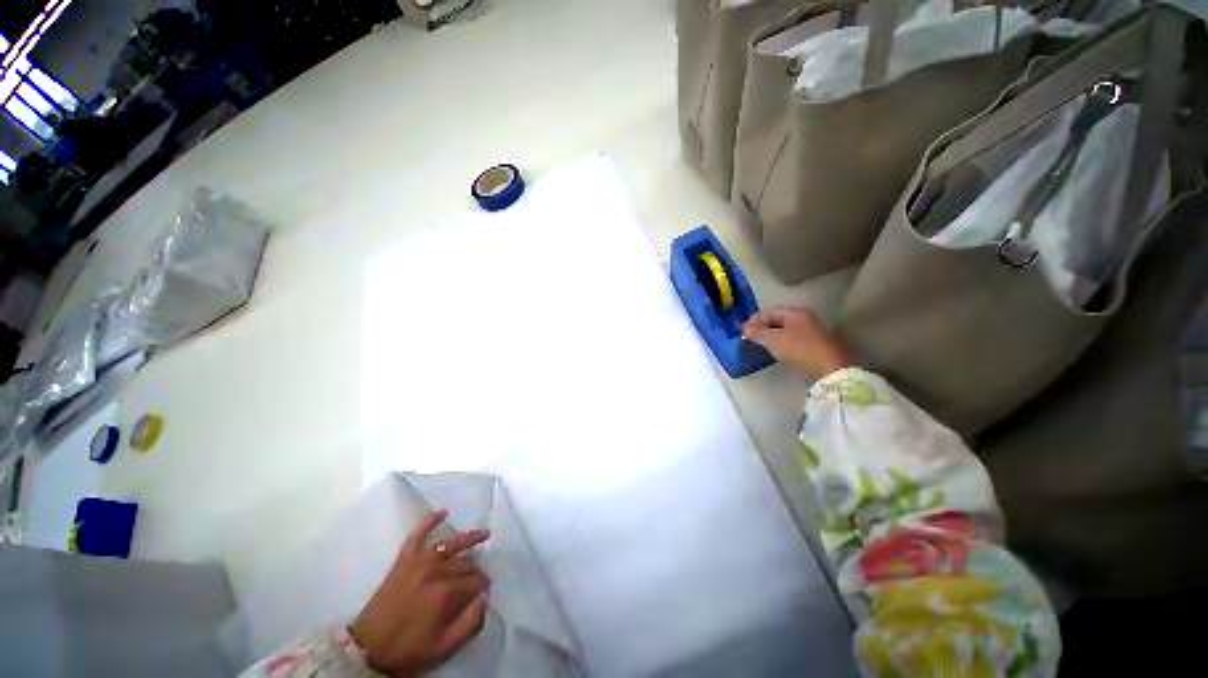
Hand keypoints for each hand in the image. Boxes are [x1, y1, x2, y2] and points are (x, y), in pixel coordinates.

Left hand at [349, 510, 491, 677]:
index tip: (485, 590)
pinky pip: (417, 535)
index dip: (484, 585)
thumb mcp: (445, 647)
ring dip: (469, 537)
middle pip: (466, 563)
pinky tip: (442, 512)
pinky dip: (429, 522)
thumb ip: (471, 623)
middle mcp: (436, 572)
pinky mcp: (403, 560)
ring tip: (484, 534)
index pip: (476, 581)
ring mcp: (418, 563)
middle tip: (479, 577)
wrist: (368, 649)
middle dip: (476, 569)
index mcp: (446, 594)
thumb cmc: (409, 650)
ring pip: (450, 544)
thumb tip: (486, 597)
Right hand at [744, 306, 849, 381]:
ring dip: (772, 336)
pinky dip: (782, 344)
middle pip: (780, 320)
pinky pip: (793, 341)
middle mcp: (807, 320)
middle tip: (751, 336)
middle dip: (764, 327)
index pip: (771, 311)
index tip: (744, 330)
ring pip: (787, 331)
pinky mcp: (815, 348)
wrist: (829, 371)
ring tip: (760, 345)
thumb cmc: (799, 349)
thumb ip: (758, 333)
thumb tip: (746, 330)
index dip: (756, 319)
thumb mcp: (773, 340)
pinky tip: (776, 352)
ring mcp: (813, 334)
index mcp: (797, 313)